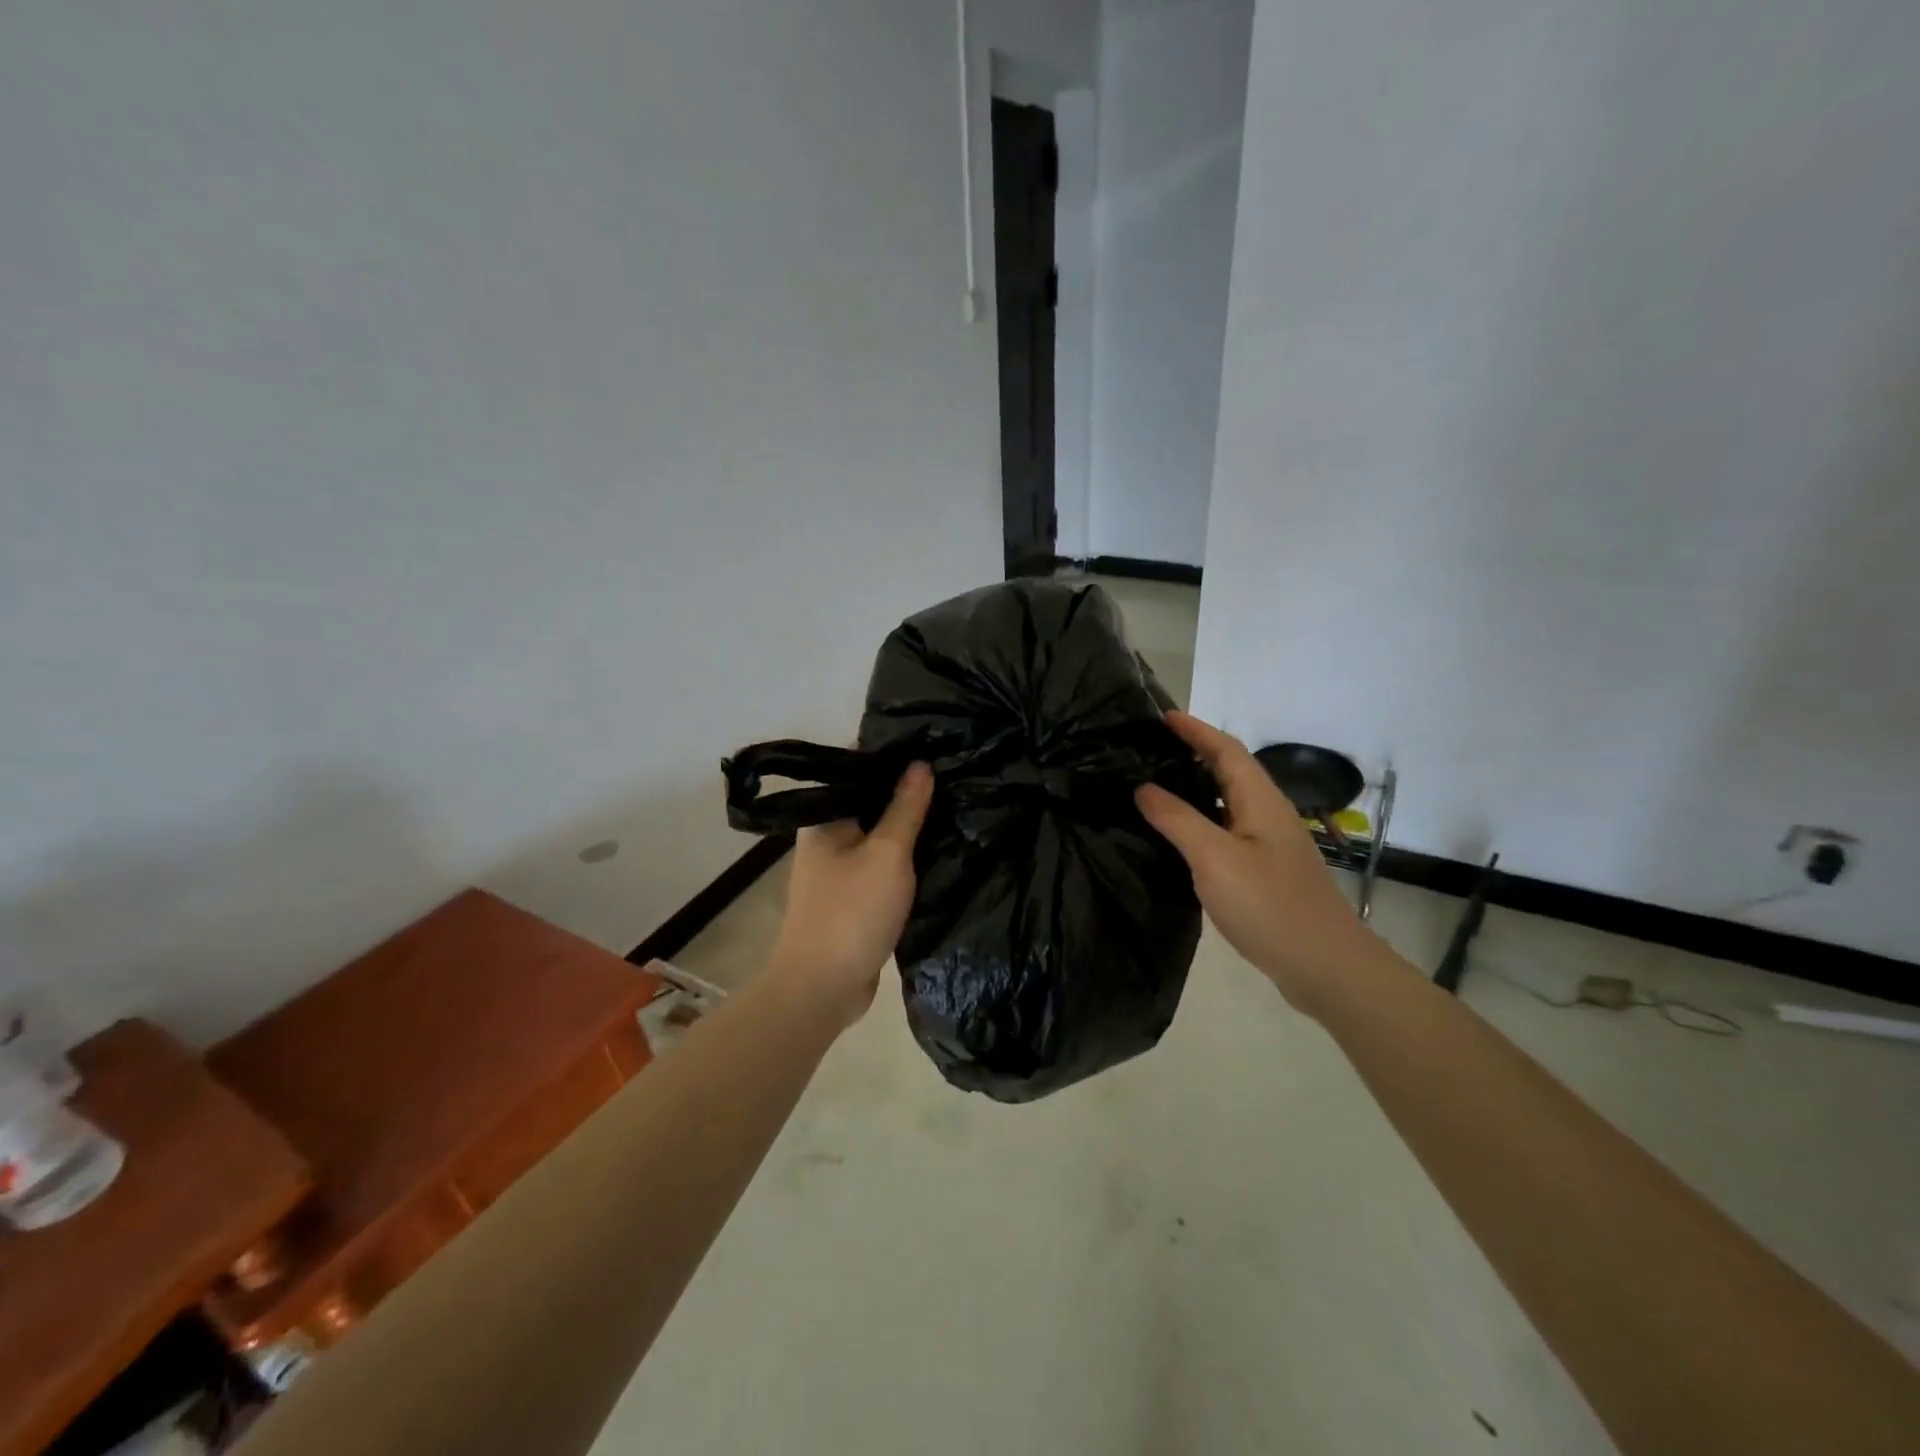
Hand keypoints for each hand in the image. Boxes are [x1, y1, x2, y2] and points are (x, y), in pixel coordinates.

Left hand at [769, 762, 934, 1030]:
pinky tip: (935, 853)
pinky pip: (881, 869)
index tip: (932, 749)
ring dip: (907, 832)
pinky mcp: (852, 901)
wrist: (822, 989)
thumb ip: (905, 808)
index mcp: (824, 820)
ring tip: (951, 809)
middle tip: (952, 778)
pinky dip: (903, 863)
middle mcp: (825, 841)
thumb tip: (920, 763)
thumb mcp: (887, 853)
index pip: (858, 772)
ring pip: (878, 840)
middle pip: (869, 806)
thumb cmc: (852, 912)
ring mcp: (837, 873)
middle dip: (906, 796)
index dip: (893, 759)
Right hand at [1136, 713, 1383, 1016]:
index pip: (1225, 749)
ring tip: (1155, 784)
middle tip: (1150, 748)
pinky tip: (1178, 836)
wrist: (1324, 966)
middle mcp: (1267, 814)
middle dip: (1194, 752)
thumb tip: (1143, 787)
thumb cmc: (1269, 904)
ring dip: (1196, 787)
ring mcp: (1268, 844)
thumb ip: (1177, 819)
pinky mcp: (1264, 871)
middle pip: (1229, 771)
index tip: (1161, 716)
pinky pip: (1226, 830)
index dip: (1195, 729)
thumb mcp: (1214, 857)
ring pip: (1227, 802)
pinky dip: (1200, 820)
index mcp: (1260, 800)